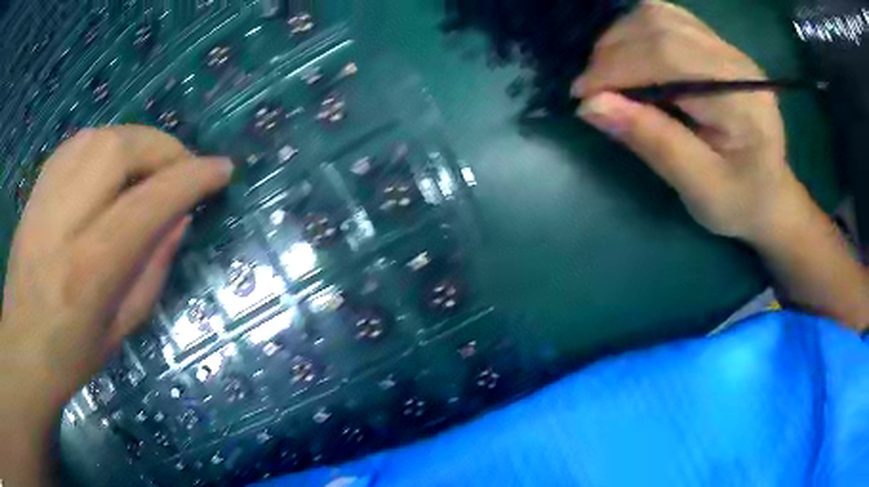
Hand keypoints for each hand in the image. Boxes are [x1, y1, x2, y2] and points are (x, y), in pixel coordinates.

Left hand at [0, 126, 231, 421]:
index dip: (191, 178)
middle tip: (182, 169)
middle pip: (121, 149)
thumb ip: (153, 269)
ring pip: (102, 136)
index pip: (149, 202)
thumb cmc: (72, 354)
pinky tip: (113, 165)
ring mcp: (47, 195)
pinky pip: (80, 142)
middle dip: (163, 149)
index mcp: (90, 269)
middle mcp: (65, 220)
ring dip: (137, 142)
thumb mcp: (122, 328)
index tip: (222, 170)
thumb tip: (180, 218)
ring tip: (150, 166)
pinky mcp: (38, 184)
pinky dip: (108, 143)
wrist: (22, 344)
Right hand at [571, 0, 806, 242]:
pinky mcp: (717, 46)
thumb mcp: (699, 188)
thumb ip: (653, 142)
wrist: (771, 196)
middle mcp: (736, 61)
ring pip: (659, 14)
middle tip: (593, 88)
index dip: (618, 67)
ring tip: (609, 72)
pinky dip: (637, 31)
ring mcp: (727, 48)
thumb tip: (591, 105)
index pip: (669, 55)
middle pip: (660, 26)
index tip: (583, 96)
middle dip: (614, 51)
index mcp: (742, 99)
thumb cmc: (741, 203)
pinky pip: (667, 18)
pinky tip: (631, 57)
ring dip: (621, 38)